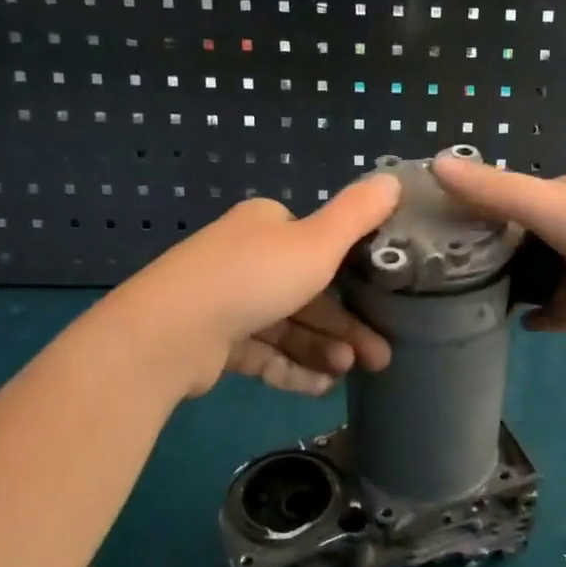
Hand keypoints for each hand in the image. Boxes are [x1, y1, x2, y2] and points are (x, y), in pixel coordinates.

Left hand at [105, 175, 399, 396]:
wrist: (172, 332)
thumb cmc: (253, 278)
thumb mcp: (317, 242)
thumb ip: (358, 214)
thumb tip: (393, 179)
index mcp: (267, 225)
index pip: (318, 244)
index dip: (354, 275)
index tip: (385, 303)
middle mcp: (246, 258)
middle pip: (308, 293)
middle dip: (345, 326)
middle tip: (379, 357)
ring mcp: (227, 302)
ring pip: (289, 327)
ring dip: (323, 349)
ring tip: (347, 372)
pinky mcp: (215, 342)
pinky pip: (265, 354)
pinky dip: (293, 369)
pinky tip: (321, 387)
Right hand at [432, 158, 565, 343]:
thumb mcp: (549, 205)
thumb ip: (493, 191)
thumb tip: (434, 162)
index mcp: (563, 198)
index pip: (505, 203)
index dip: (470, 216)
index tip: (428, 234)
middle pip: (518, 246)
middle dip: (485, 259)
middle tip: (436, 280)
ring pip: (535, 281)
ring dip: (509, 290)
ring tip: (460, 306)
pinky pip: (559, 314)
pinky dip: (540, 317)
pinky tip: (515, 325)